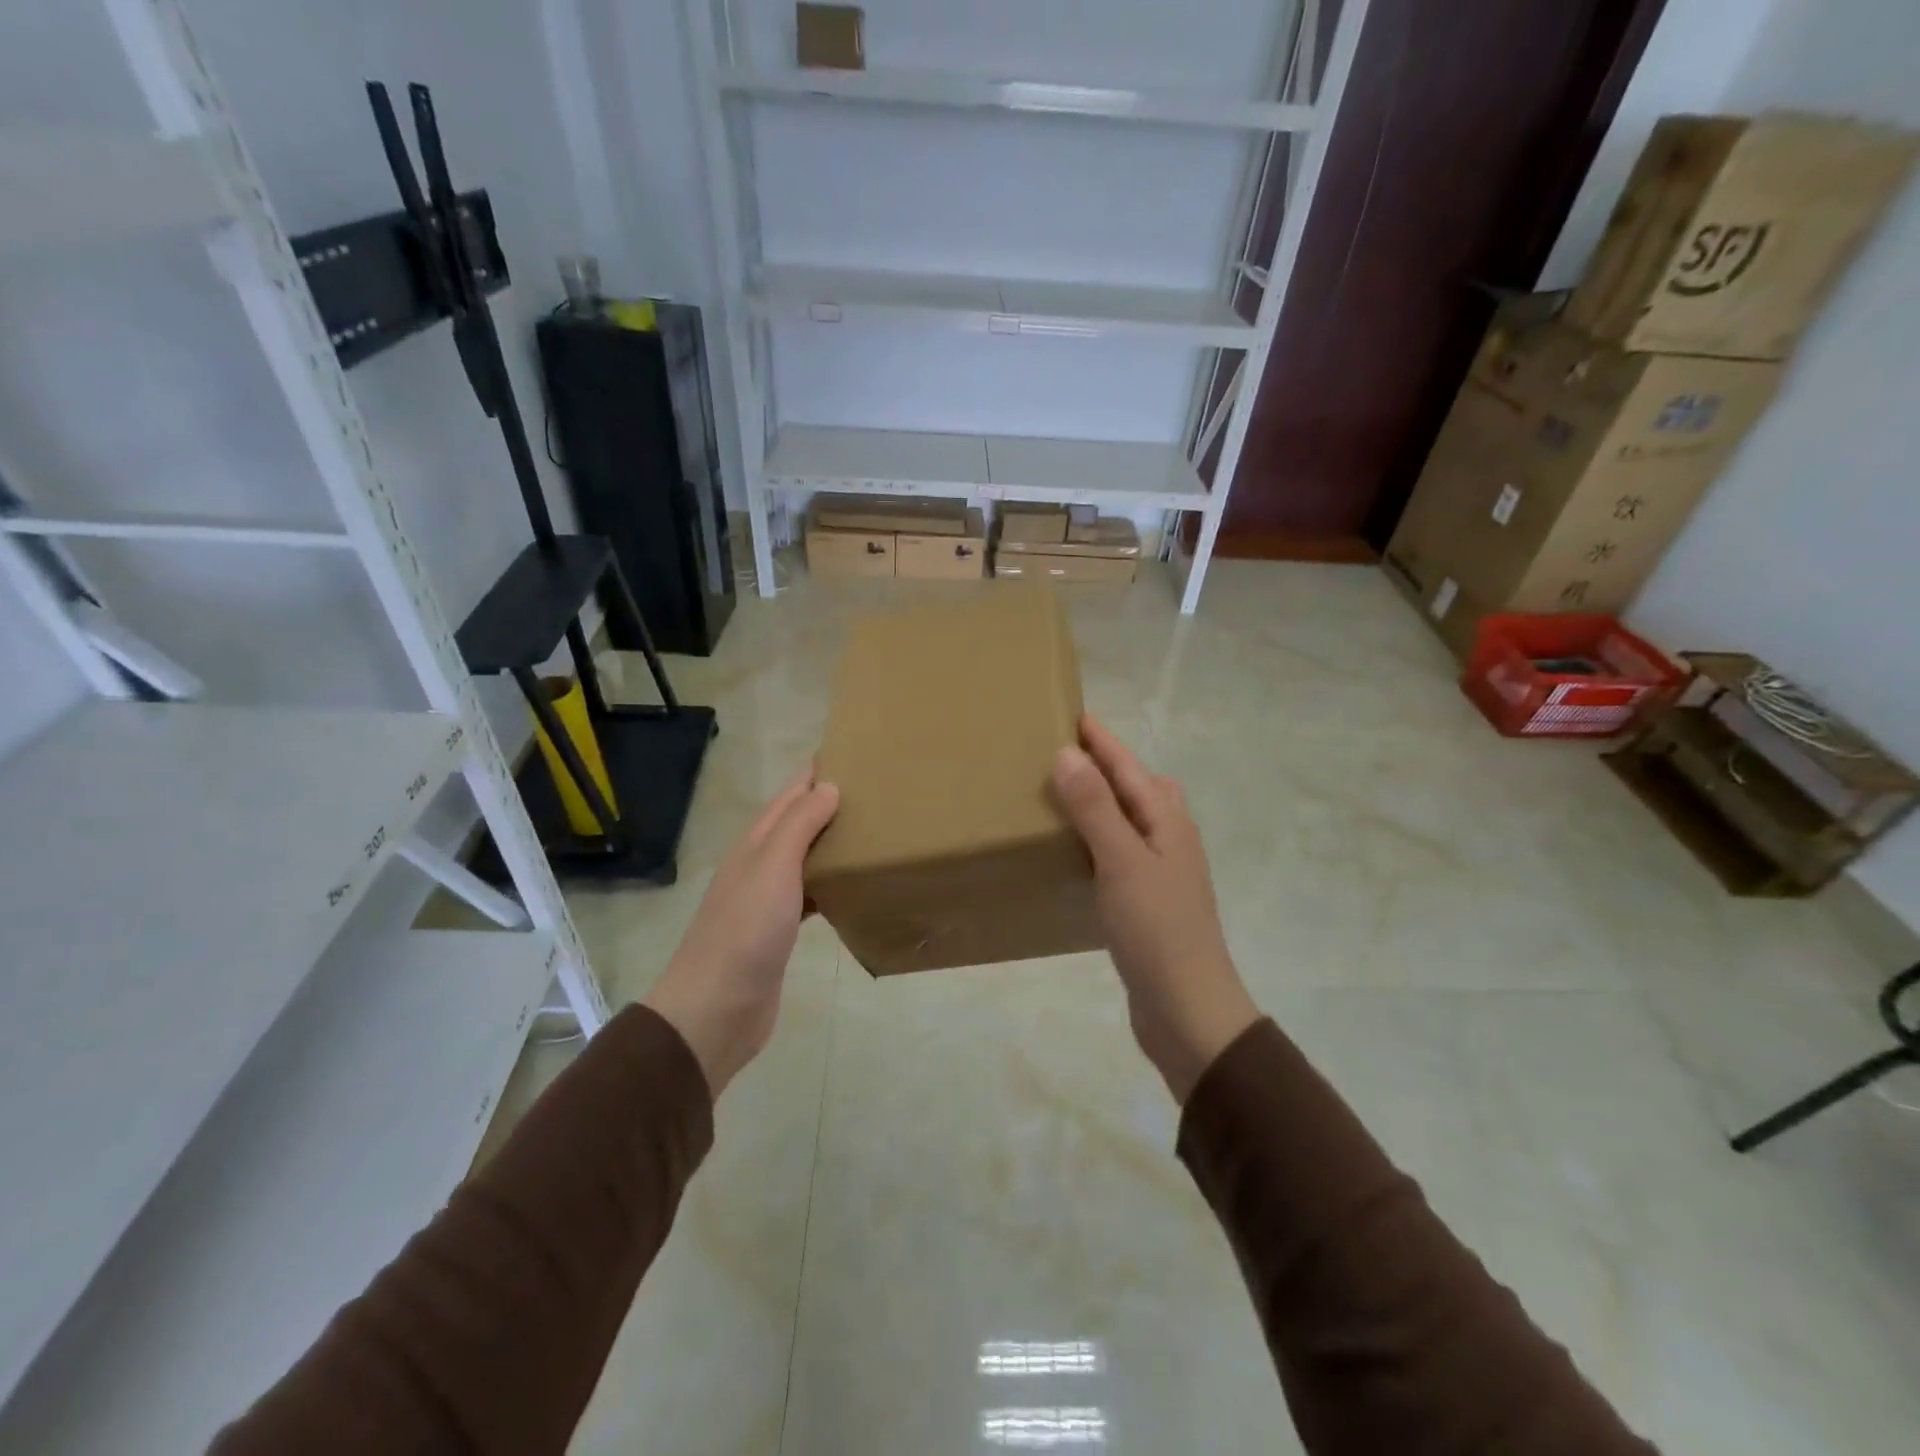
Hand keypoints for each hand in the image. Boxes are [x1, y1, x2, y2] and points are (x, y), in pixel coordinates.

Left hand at [643, 767, 839, 1098]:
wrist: (716, 1008)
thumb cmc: (745, 931)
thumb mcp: (773, 867)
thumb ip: (799, 825)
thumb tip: (828, 786)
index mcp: (755, 844)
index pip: (788, 797)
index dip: (814, 775)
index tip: (851, 756)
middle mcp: (759, 865)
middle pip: (796, 825)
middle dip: (827, 805)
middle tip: (874, 794)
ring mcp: (767, 900)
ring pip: (804, 859)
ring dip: (830, 844)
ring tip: (870, 833)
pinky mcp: (779, 932)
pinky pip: (809, 894)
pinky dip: (829, 883)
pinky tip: (851, 887)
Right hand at [1052, 715, 1258, 1102]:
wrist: (1188, 1009)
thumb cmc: (1157, 930)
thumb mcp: (1122, 862)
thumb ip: (1095, 808)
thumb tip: (1068, 753)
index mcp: (1167, 821)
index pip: (1129, 766)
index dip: (1101, 740)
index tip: (1070, 713)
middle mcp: (1168, 839)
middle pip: (1138, 787)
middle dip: (1106, 764)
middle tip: (1063, 752)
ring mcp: (1160, 871)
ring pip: (1129, 820)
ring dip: (1101, 801)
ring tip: (1062, 794)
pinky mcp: (1146, 900)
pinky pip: (1119, 852)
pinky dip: (1097, 838)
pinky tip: (1074, 851)